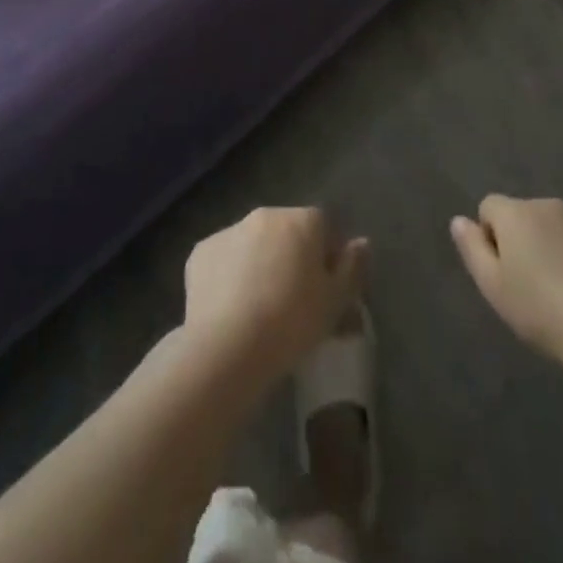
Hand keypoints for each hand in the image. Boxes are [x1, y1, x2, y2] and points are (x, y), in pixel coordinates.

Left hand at [183, 207, 367, 387]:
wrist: (226, 347)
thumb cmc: (291, 322)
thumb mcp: (336, 303)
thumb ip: (353, 268)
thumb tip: (362, 242)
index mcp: (301, 220)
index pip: (324, 227)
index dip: (328, 256)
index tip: (326, 291)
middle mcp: (265, 214)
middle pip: (287, 232)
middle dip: (293, 258)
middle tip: (294, 302)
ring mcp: (229, 230)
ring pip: (254, 244)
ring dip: (261, 264)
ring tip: (260, 310)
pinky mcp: (200, 252)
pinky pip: (224, 260)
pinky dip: (230, 276)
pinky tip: (232, 310)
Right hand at [450, 196, 562, 361]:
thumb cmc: (539, 308)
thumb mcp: (492, 286)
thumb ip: (472, 248)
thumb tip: (459, 220)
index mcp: (515, 213)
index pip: (489, 207)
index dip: (491, 236)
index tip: (503, 271)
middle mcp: (547, 205)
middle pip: (525, 215)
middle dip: (524, 240)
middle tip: (532, 284)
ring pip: (557, 227)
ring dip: (554, 246)